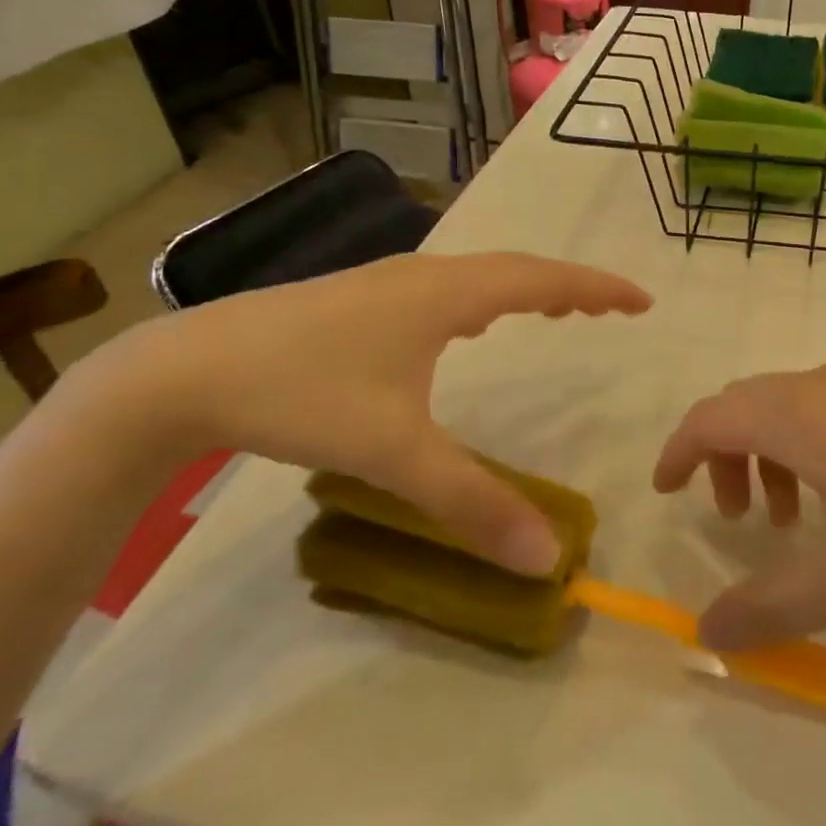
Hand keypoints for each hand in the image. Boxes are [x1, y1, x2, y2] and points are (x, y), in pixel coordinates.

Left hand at [99, 253, 650, 575]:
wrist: (183, 373)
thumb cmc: (301, 394)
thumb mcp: (393, 453)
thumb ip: (470, 503)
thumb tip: (545, 556)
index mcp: (445, 294)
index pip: (541, 279)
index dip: (596, 287)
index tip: (641, 300)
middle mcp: (423, 276)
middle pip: (514, 269)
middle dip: (568, 286)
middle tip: (609, 308)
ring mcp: (385, 283)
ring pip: (476, 277)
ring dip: (524, 290)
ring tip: (556, 310)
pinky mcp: (357, 301)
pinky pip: (445, 291)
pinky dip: (482, 301)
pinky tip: (469, 328)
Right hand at [655, 360, 825, 648]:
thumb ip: (772, 609)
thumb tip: (706, 633)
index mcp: (799, 416)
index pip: (710, 418)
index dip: (677, 452)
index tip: (666, 491)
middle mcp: (825, 384)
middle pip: (746, 406)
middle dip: (723, 457)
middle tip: (737, 520)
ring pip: (791, 405)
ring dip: (771, 452)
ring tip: (795, 516)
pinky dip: (812, 444)